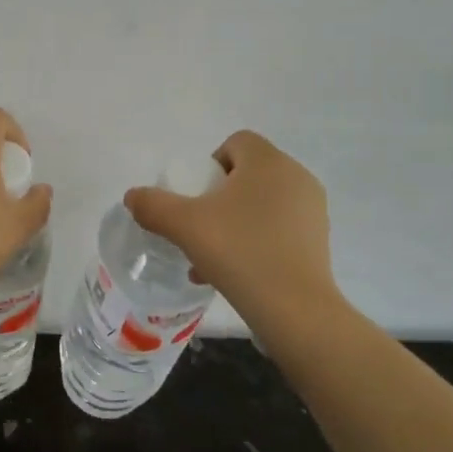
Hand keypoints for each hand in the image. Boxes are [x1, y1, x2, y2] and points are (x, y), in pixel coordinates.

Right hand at [123, 130, 337, 320]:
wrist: (294, 309)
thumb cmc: (239, 252)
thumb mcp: (184, 226)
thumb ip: (153, 205)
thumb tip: (132, 196)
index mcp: (268, 162)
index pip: (236, 142)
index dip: (210, 163)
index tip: (196, 196)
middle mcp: (296, 177)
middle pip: (248, 174)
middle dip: (220, 197)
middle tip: (200, 227)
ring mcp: (312, 209)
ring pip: (262, 204)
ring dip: (235, 222)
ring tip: (212, 257)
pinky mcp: (319, 240)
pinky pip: (279, 229)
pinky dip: (257, 241)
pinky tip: (236, 273)